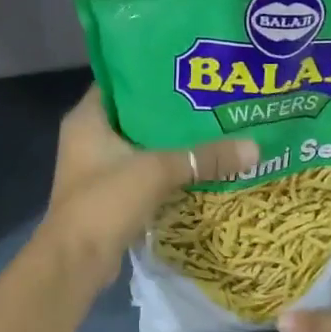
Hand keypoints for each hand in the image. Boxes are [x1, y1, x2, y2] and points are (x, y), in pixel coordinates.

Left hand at [42, 84, 256, 281]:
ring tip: (211, 127)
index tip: (187, 69)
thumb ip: (204, 157)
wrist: (76, 262)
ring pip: (140, 144)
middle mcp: (87, 137)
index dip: (150, 72)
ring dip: (169, 141)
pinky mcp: (108, 194)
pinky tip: (197, 165)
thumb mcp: (158, 171)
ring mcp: (96, 168)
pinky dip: (165, 168)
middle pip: (134, 114)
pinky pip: (142, 171)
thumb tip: (255, 147)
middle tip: (209, 98)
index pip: (120, 81)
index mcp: (87, 118)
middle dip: (169, 109)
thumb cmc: (105, 201)